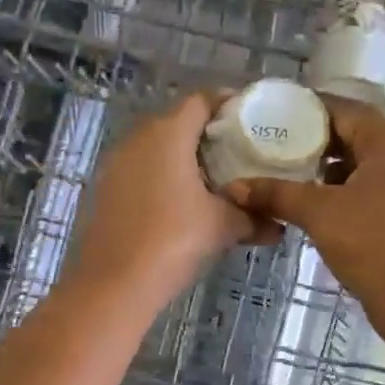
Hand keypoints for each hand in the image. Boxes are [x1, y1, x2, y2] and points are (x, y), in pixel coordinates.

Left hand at [70, 91, 265, 303]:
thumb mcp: (222, 227)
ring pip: (156, 148)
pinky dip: (163, 177)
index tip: (252, 121)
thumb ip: (253, 217)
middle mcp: (137, 139)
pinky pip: (141, 171)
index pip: (201, 100)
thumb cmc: (173, 241)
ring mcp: (116, 165)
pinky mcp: (105, 190)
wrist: (113, 284)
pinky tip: (182, 203)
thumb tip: (279, 225)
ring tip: (214, 180)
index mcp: (167, 134)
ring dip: (184, 158)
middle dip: (208, 134)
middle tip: (238, 153)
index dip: (229, 105)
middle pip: (177, 122)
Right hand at [225, 96, 384, 333]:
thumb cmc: (371, 243)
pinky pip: (375, 188)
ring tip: (289, 179)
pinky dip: (345, 192)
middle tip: (273, 151)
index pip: (343, 109)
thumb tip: (233, 188)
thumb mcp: (317, 213)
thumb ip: (275, 194)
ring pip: (364, 165)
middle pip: (354, 135)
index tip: (270, 119)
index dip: (305, 112)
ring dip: (328, 171)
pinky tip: (317, 208)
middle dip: (313, 144)